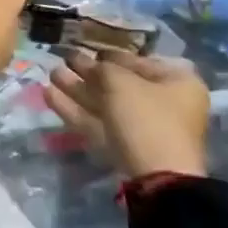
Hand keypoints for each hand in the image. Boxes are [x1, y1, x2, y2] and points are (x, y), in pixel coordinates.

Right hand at [48, 49, 210, 179]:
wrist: (156, 179)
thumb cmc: (147, 118)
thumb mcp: (122, 83)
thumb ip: (101, 68)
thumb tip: (89, 64)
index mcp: (177, 83)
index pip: (140, 62)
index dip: (111, 55)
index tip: (87, 49)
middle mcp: (164, 105)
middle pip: (120, 85)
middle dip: (88, 73)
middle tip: (63, 60)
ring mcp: (143, 130)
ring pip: (105, 105)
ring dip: (78, 89)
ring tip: (51, 74)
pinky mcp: (125, 149)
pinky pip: (99, 123)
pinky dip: (76, 110)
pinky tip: (49, 95)